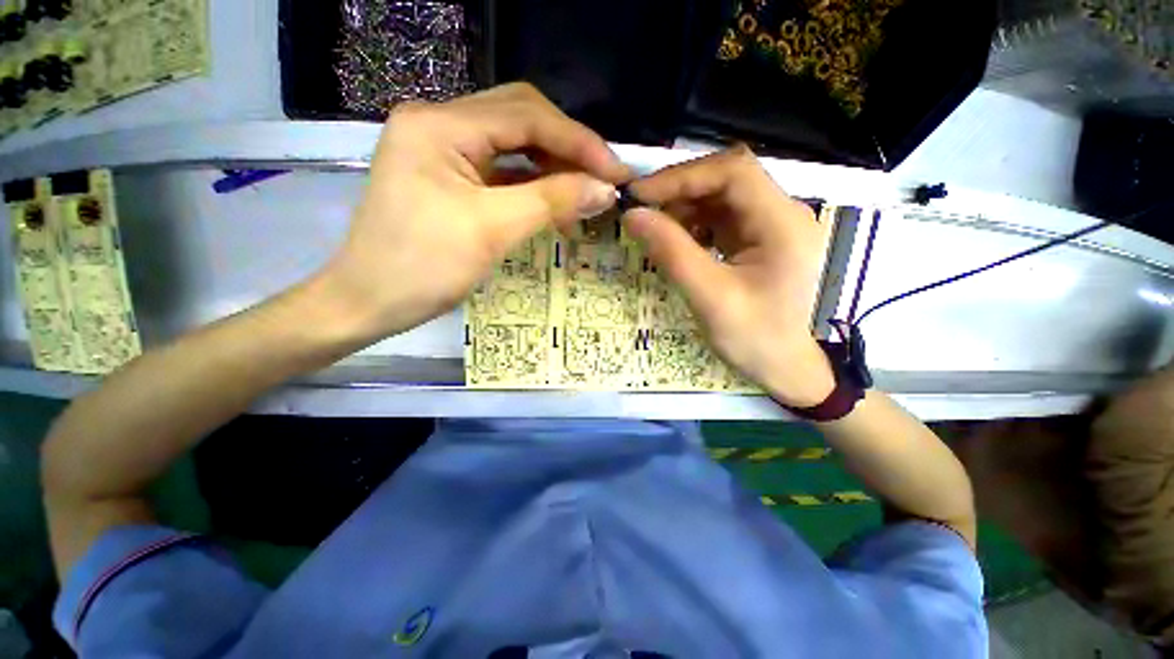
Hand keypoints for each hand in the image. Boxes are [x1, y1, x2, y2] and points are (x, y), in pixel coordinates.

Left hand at [318, 83, 629, 342]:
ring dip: (553, 167)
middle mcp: (438, 123)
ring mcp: (442, 148)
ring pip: (514, 144)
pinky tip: (554, 204)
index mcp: (439, 125)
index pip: (526, 115)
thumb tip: (606, 190)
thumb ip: (553, 202)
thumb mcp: (492, 231)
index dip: (579, 142)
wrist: (368, 302)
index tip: (617, 173)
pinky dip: (533, 184)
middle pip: (521, 118)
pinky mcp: (448, 175)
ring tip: (583, 197)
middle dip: (568, 148)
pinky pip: (501, 169)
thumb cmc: (422, 268)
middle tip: (603, 181)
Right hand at [625, 146, 834, 407]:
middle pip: (727, 179)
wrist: (790, 369)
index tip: (641, 195)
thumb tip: (632, 216)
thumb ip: (672, 254)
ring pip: (721, 197)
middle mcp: (782, 214)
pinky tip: (676, 241)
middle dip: (680, 191)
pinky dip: (693, 224)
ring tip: (655, 229)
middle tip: (642, 212)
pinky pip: (721, 218)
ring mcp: (771, 226)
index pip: (734, 171)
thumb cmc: (758, 340)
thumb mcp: (711, 299)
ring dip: (684, 208)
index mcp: (783, 223)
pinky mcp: (759, 240)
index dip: (683, 176)